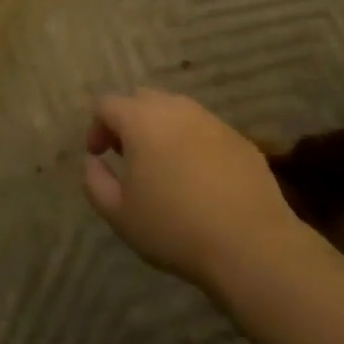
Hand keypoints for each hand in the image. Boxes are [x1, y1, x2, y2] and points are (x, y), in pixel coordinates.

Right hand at [83, 89, 297, 289]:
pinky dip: (192, 143)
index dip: (96, 127)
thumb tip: (93, 161)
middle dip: (128, 121)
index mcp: (142, 120)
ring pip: (177, 111)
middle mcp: (176, 109)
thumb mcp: (119, 214)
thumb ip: (95, 181)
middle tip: (128, 156)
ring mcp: (212, 121)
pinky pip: (205, 130)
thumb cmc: (174, 228)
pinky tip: (199, 179)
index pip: (108, 104)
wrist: (251, 244)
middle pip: (142, 99)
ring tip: (164, 167)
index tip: (99, 156)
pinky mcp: (240, 138)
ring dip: (162, 129)